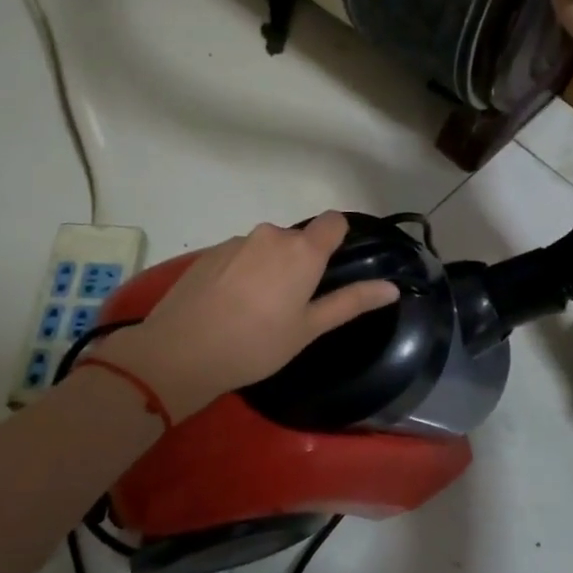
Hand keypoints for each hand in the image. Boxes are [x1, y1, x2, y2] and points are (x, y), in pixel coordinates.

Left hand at [93, 213, 399, 419]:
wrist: (181, 351)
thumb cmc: (256, 344)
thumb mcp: (309, 329)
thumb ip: (350, 302)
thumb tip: (391, 287)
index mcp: (302, 251)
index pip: (333, 221)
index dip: (337, 240)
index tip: (331, 270)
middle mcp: (271, 235)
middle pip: (297, 239)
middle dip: (299, 263)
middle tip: (291, 306)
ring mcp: (237, 241)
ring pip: (266, 248)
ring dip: (269, 268)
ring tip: (255, 311)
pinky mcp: (209, 252)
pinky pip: (238, 255)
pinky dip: (241, 273)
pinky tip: (228, 306)